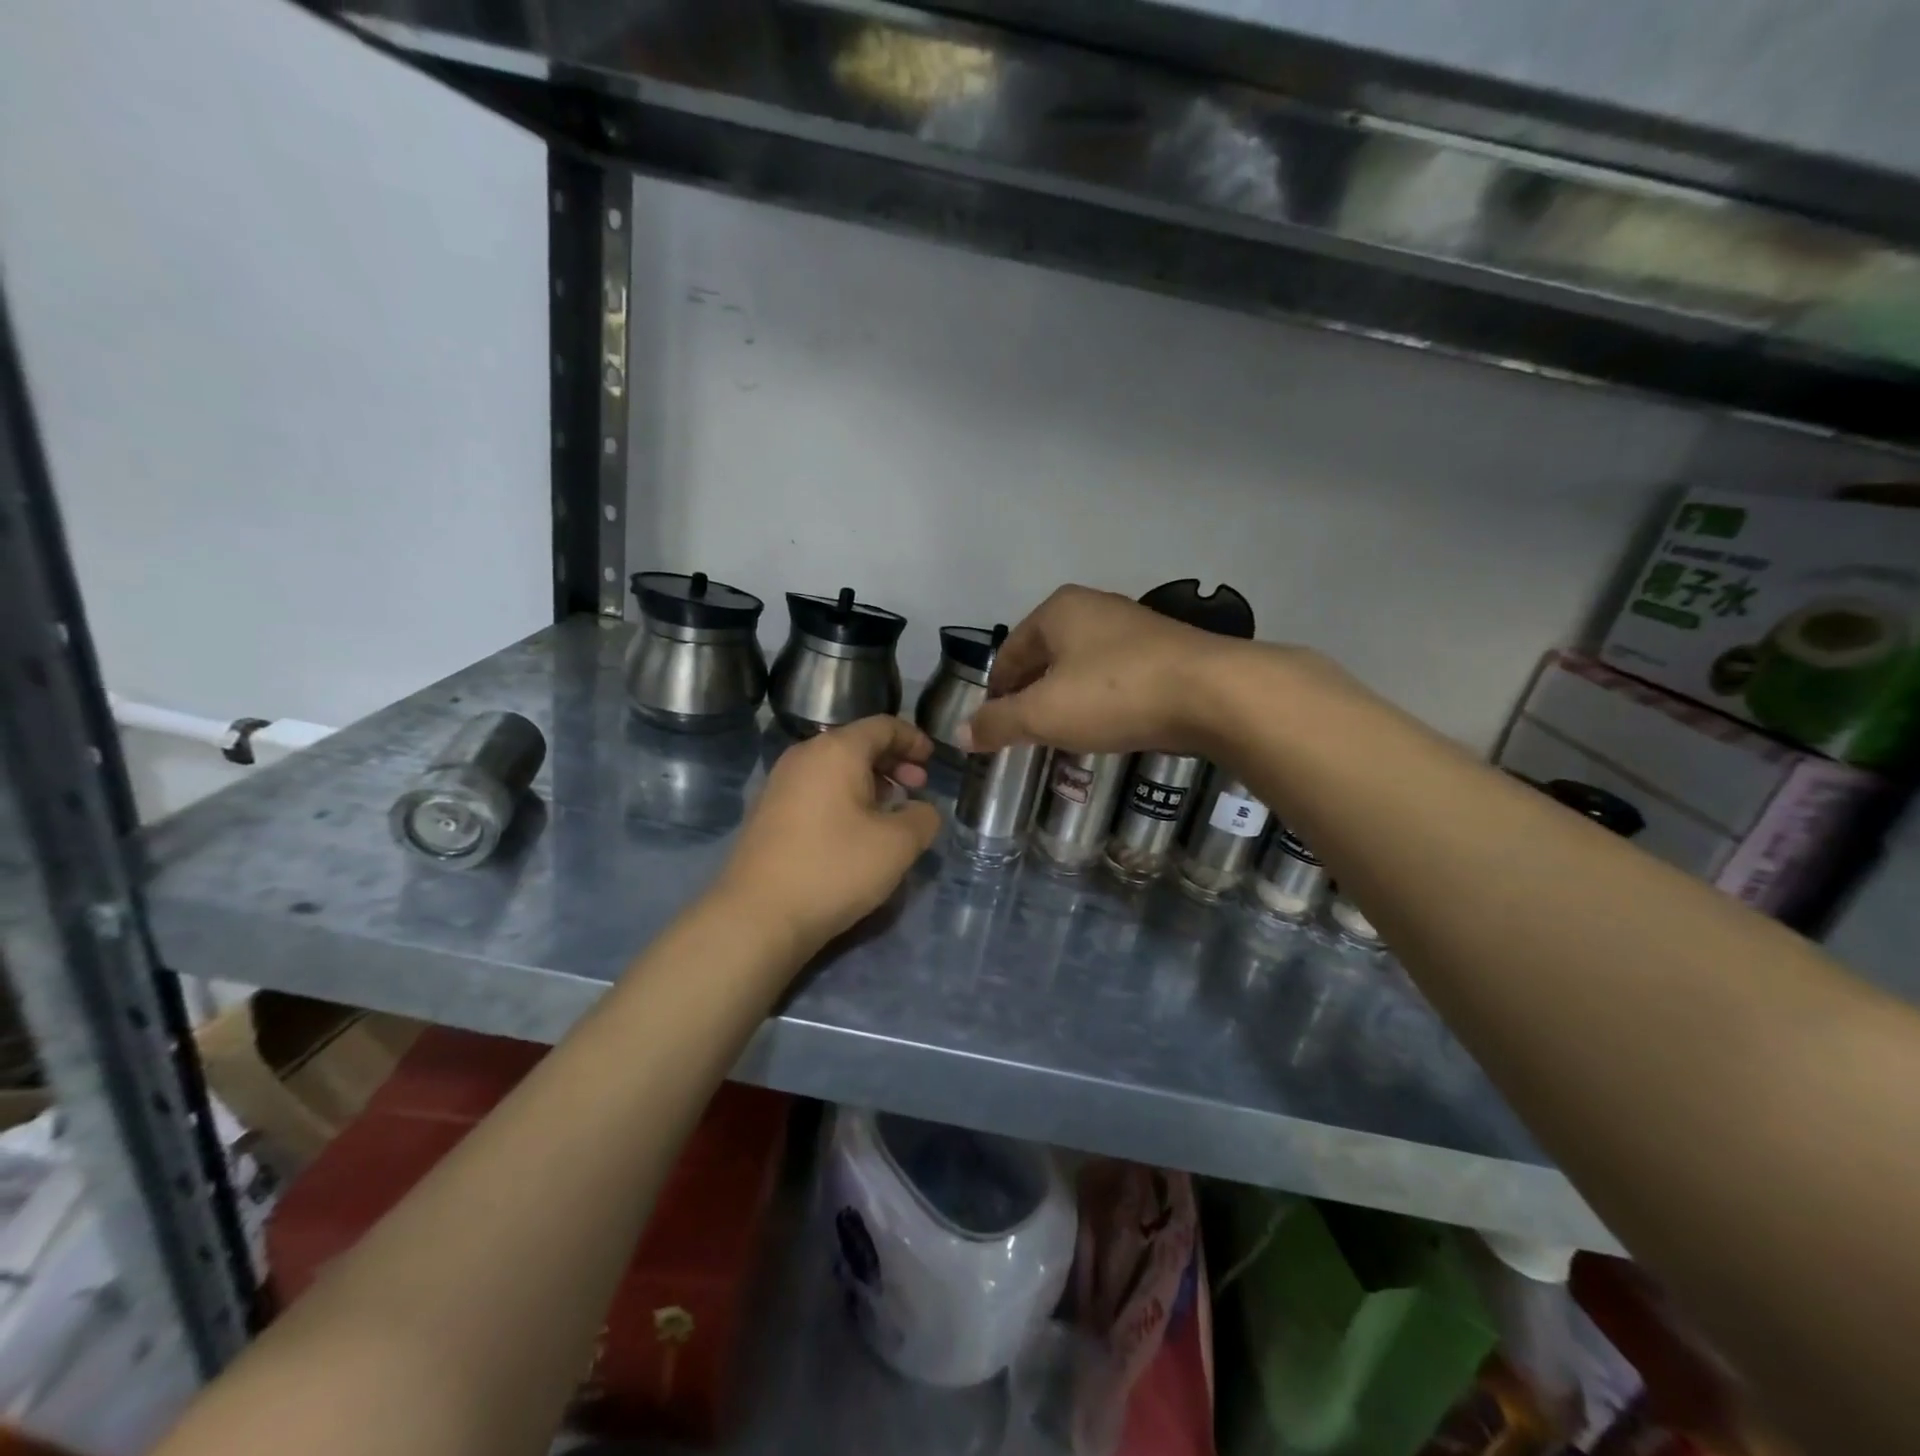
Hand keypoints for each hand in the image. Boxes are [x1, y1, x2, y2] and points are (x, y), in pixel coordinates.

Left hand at [715, 716, 940, 956]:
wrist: (758, 916)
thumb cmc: (834, 869)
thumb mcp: (897, 845)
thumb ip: (923, 818)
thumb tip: (922, 810)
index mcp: (836, 751)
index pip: (882, 726)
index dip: (913, 738)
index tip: (932, 759)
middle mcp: (804, 756)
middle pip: (857, 744)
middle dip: (893, 761)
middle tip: (918, 787)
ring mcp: (780, 784)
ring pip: (835, 768)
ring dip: (869, 782)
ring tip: (892, 811)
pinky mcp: (768, 812)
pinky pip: (816, 789)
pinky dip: (844, 797)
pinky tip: (856, 830)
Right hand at [964, 585, 1246, 755]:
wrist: (1213, 693)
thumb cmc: (1114, 693)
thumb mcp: (1043, 713)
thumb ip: (998, 722)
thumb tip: (960, 734)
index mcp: (1059, 611)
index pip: (1010, 651)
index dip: (996, 688)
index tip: (992, 723)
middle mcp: (1095, 608)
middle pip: (1046, 655)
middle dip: (1032, 693)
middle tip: (1023, 731)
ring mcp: (1135, 627)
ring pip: (1083, 665)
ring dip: (1067, 697)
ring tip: (1062, 732)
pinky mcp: (1166, 652)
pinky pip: (1117, 676)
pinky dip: (1102, 699)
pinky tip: (1107, 724)